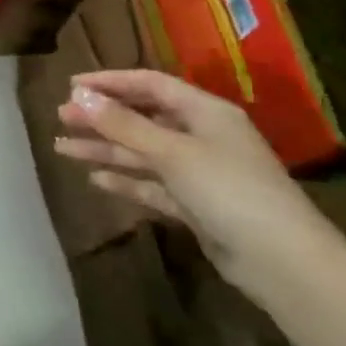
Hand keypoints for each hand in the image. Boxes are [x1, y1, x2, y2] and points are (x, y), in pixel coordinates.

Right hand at [55, 68, 340, 295]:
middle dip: (102, 117)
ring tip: (62, 148)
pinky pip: (152, 185)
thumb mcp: (172, 152)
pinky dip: (125, 181)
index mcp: (205, 112)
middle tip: (61, 116)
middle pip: (143, 118)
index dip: (110, 82)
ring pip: (142, 153)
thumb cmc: (229, 191)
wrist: (283, 263)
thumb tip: (79, 93)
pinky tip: (96, 180)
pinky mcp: (196, 206)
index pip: (150, 84)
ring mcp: (199, 173)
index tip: (71, 84)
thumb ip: (123, 124)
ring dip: (105, 149)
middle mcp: (202, 136)